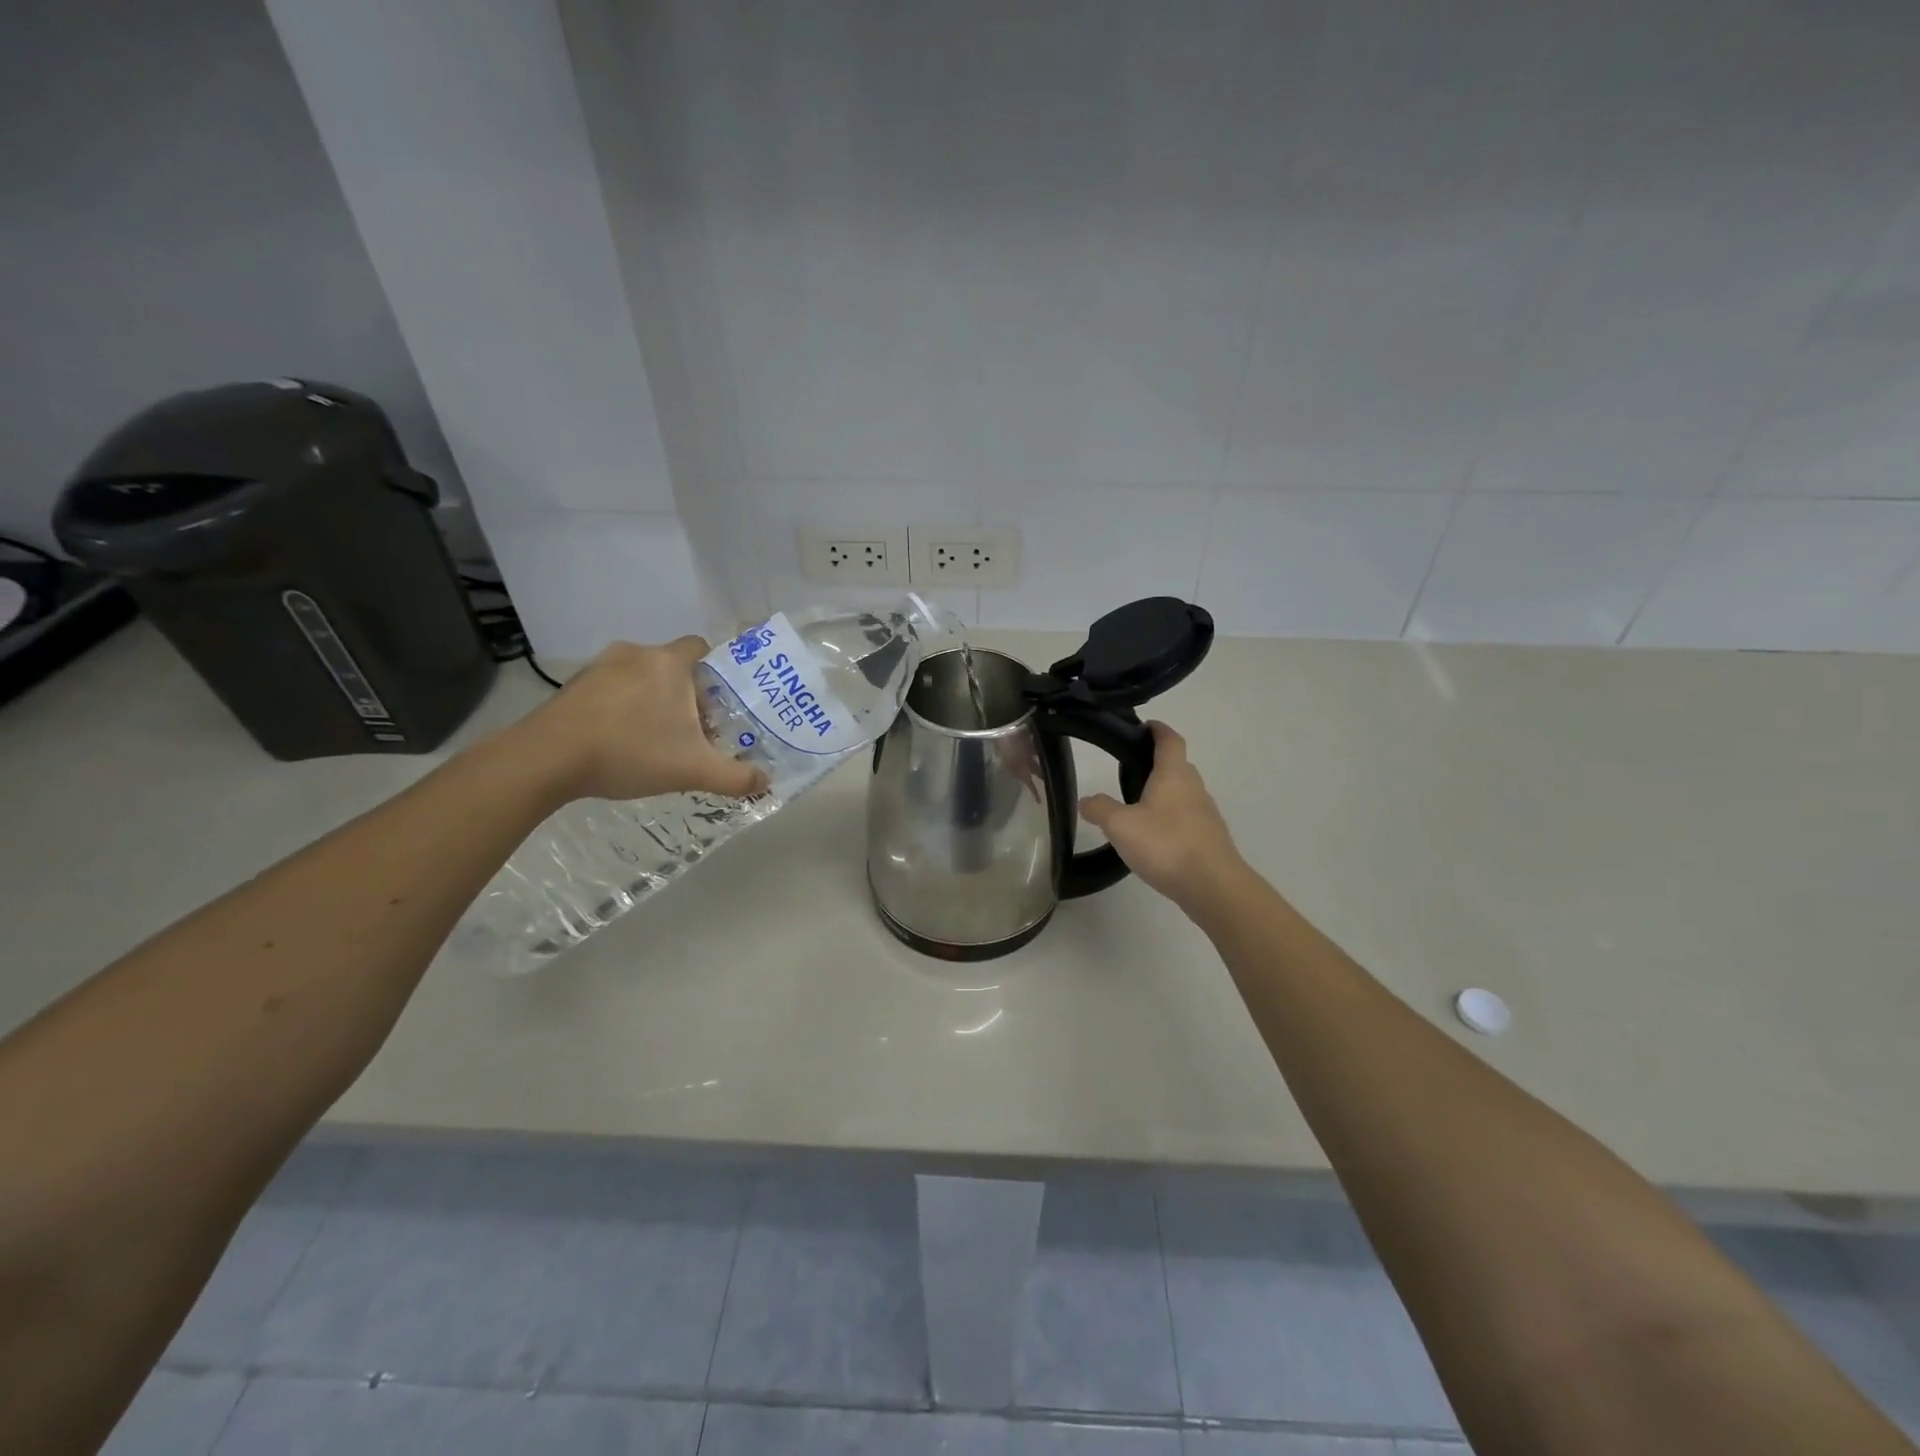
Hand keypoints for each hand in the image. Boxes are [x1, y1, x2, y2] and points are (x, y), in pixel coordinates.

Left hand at [513, 638, 767, 802]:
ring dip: (652, 702)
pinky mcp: (573, 686)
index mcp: (669, 663)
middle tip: (692, 731)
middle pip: (673, 667)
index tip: (718, 704)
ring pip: (640, 678)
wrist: (546, 759)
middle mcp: (636, 654)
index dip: (715, 673)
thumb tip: (766, 783)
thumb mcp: (692, 770)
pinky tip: (619, 742)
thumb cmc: (630, 752)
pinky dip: (621, 709)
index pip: (702, 648)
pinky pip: (610, 690)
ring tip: (655, 740)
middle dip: (685, 695)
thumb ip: (735, 777)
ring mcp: (599, 667)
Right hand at [1080, 722, 1244, 910]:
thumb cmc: (1166, 844)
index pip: (1170, 740)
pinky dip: (1171, 819)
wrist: (1213, 886)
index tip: (1145, 726)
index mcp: (1174, 774)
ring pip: (1183, 793)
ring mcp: (1206, 814)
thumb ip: (1100, 809)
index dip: (1158, 730)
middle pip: (1178, 766)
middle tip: (1129, 771)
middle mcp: (1194, 787)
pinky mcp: (1210, 838)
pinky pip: (1187, 818)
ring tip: (1137, 806)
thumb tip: (1085, 801)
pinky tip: (1155, 837)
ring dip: (1164, 793)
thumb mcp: (1120, 825)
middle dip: (1157, 763)